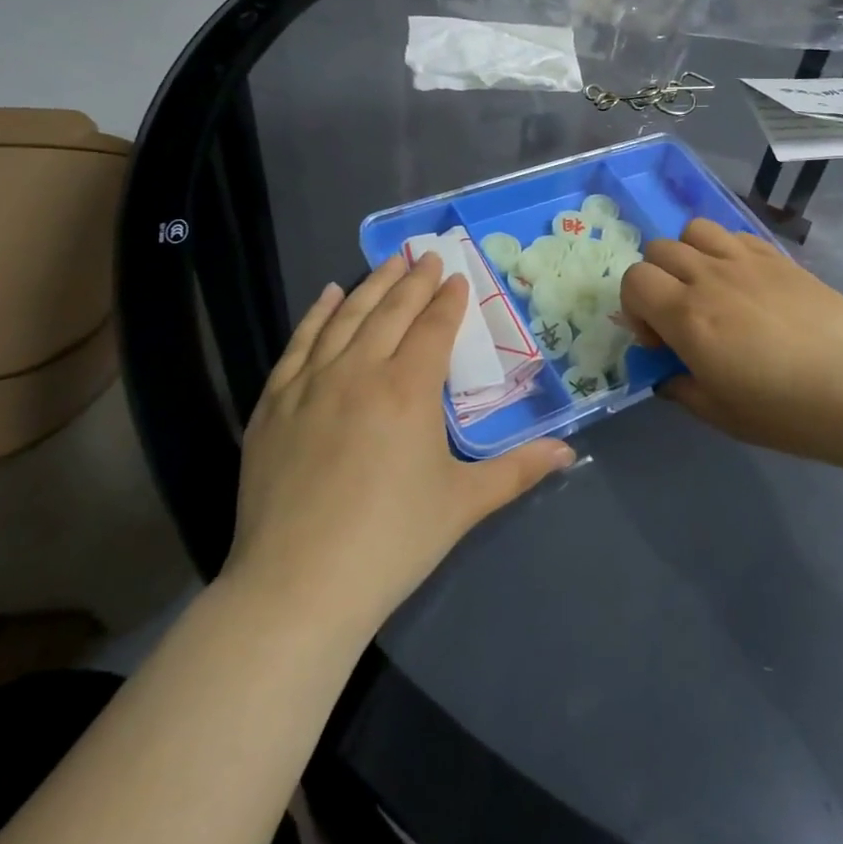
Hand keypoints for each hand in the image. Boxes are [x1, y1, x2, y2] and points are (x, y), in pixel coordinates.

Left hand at [224, 253, 574, 633]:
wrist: (298, 587)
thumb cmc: (392, 542)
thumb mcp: (464, 503)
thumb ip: (518, 470)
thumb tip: (569, 452)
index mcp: (409, 388)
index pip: (433, 327)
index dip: (448, 299)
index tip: (456, 277)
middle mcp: (360, 371)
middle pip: (391, 311)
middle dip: (413, 280)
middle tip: (427, 255)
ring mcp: (311, 384)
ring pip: (346, 317)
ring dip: (371, 285)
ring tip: (388, 263)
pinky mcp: (273, 404)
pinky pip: (299, 344)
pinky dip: (317, 314)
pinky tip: (328, 296)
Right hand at [620, 218, 842, 469]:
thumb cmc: (789, 412)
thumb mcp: (722, 415)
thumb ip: (681, 388)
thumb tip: (667, 373)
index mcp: (688, 316)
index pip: (634, 280)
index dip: (634, 308)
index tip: (659, 340)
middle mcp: (710, 277)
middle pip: (658, 250)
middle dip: (656, 281)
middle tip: (681, 317)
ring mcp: (746, 260)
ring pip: (693, 230)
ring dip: (687, 256)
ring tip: (709, 289)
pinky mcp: (778, 256)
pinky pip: (733, 233)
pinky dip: (723, 249)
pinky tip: (744, 282)